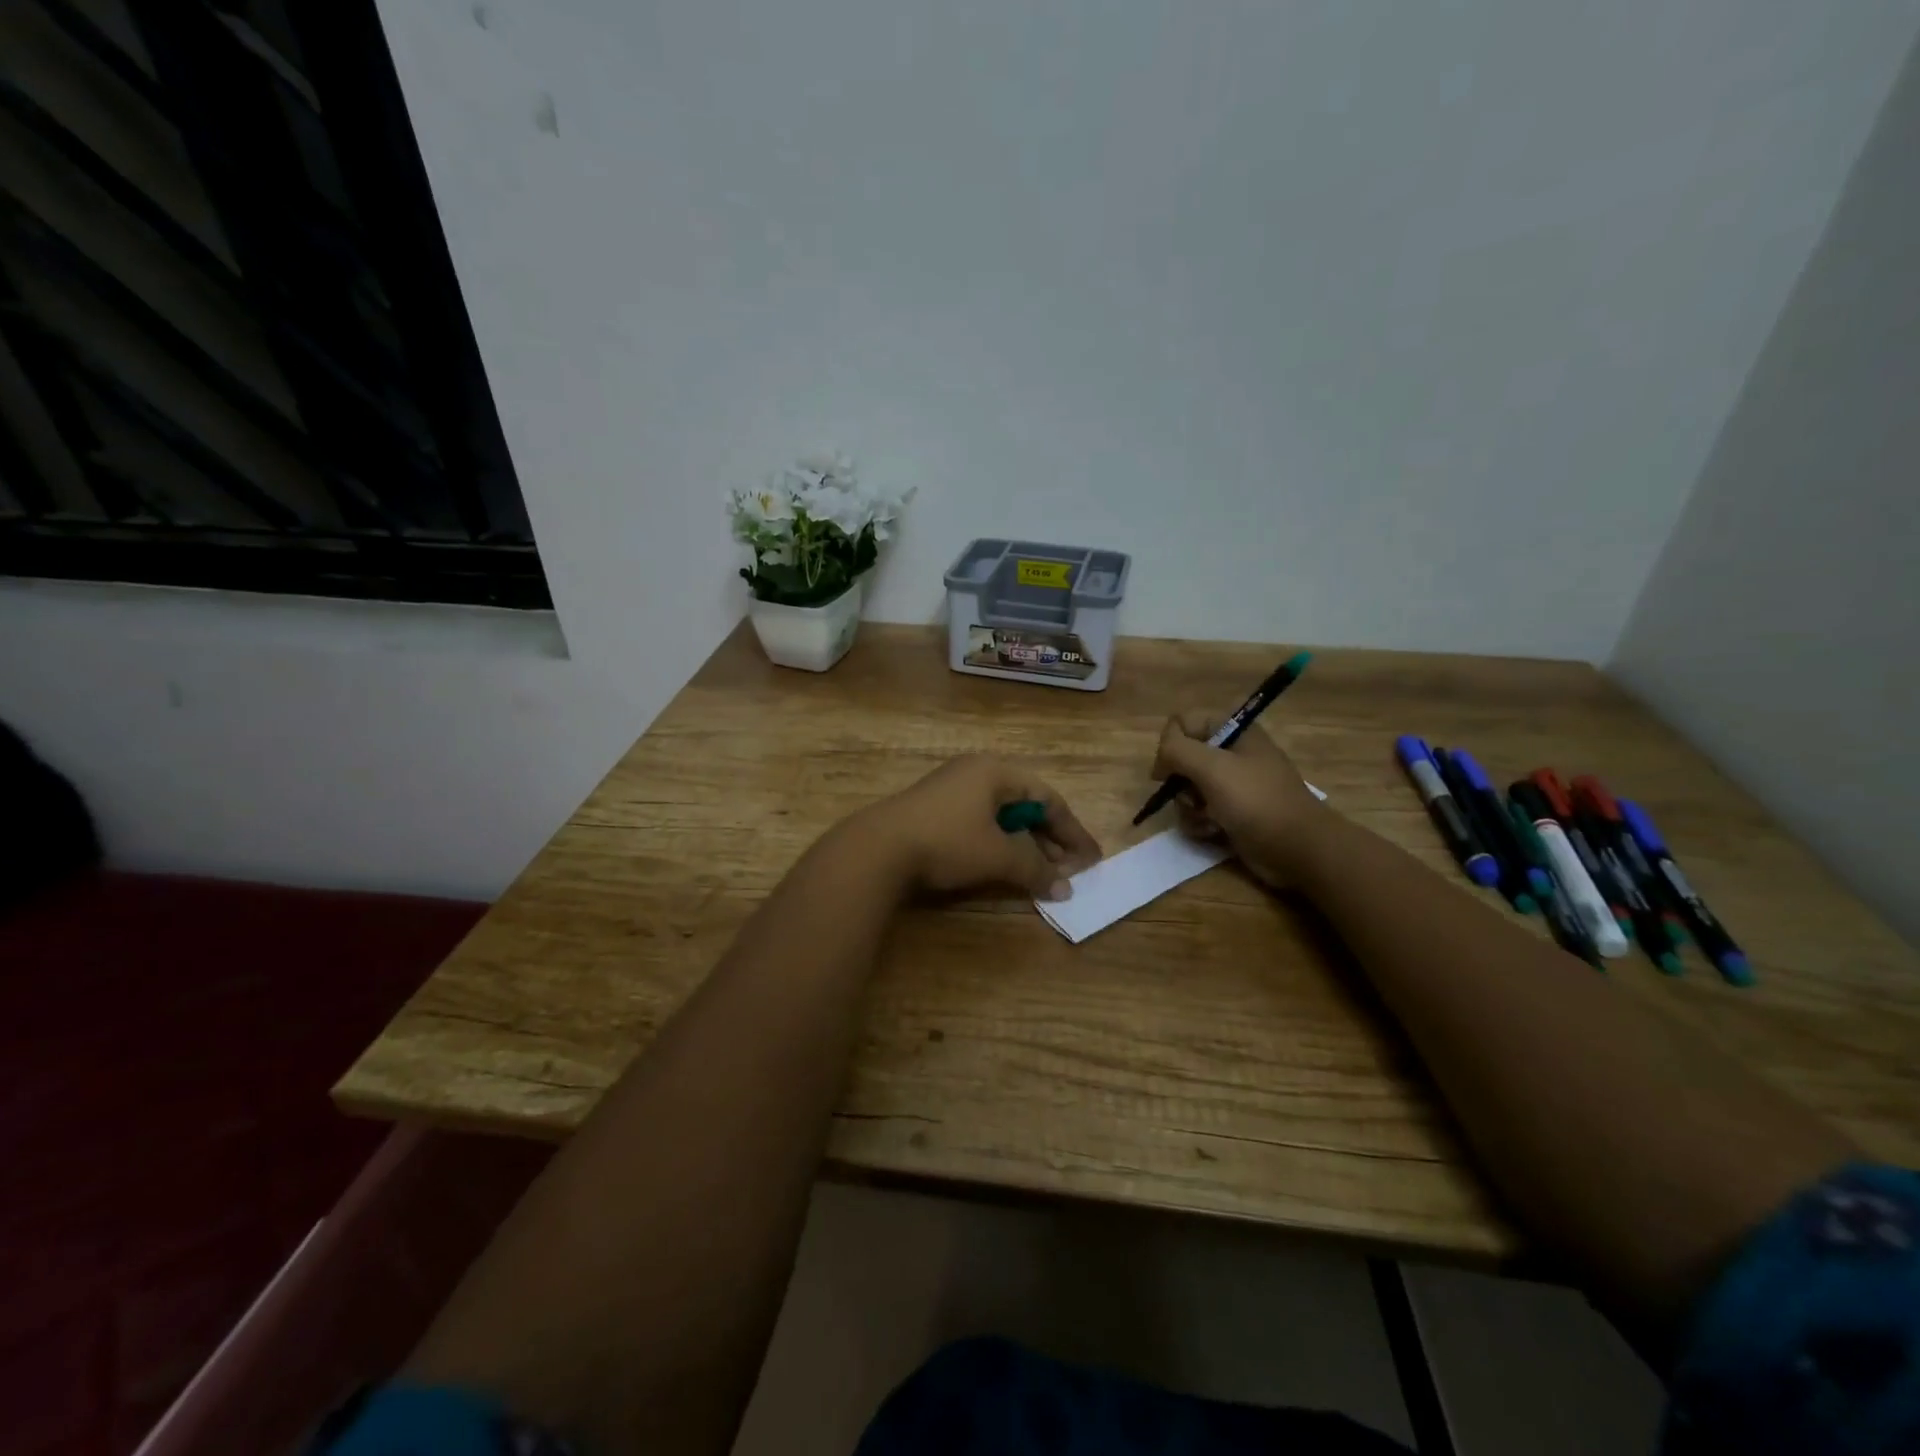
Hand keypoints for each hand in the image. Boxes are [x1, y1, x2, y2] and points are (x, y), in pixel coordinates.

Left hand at [853, 755, 1101, 900]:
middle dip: (1049, 840)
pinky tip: (1003, 866)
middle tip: (1068, 871)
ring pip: (1002, 816)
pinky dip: (999, 844)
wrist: (877, 849)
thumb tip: (1065, 888)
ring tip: (1040, 874)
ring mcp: (951, 790)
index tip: (1090, 860)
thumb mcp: (998, 856)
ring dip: (1024, 845)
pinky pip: (980, 823)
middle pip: (1025, 805)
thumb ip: (1036, 869)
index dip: (1072, 831)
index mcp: (996, 771)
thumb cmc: (947, 842)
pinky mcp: (933, 810)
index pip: (1048, 799)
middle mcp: (975, 773)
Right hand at [1152, 713, 1329, 886]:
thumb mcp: (1213, 768)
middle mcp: (1231, 753)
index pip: (1182, 723)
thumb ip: (1177, 749)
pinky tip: (1213, 832)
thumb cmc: (1256, 801)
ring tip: (1207, 819)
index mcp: (1233, 731)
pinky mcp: (1231, 812)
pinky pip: (1199, 811)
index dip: (1171, 745)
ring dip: (1188, 807)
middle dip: (1180, 783)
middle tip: (1193, 797)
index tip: (1170, 770)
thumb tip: (1161, 753)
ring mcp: (1232, 784)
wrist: (1298, 849)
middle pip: (1181, 758)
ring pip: (1186, 788)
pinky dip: (1199, 822)